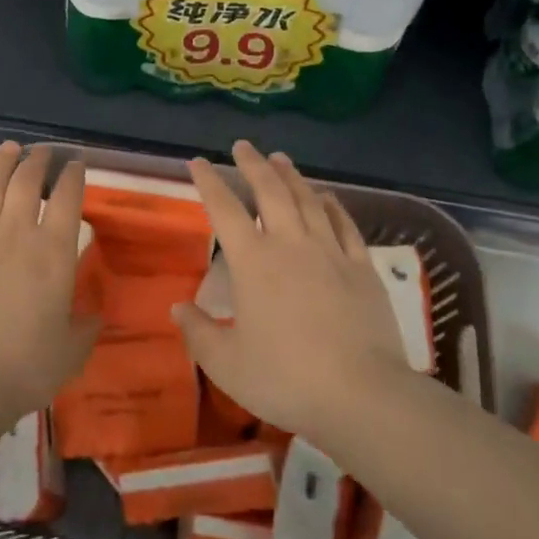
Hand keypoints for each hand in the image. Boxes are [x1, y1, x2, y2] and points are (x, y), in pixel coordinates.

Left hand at [0, 143, 100, 429]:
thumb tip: (94, 314)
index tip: (76, 164)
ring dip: (2, 164)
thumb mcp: (71, 351)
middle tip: (43, 151)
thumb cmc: (24, 367)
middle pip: (26, 183)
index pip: (67, 199)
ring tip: (10, 148)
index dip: (73, 176)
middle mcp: (15, 234)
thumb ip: (85, 327)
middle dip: (38, 161)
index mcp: (53, 253)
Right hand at [173, 141, 413, 440]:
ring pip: (308, 200)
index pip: (224, 210)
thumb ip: (198, 333)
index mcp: (253, 262)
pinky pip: (345, 225)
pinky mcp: (362, 268)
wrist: (361, 393)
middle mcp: (291, 244)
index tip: (198, 162)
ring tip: (280, 158)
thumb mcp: (226, 364)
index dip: (209, 183)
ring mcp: (331, 252)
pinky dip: (332, 206)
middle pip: (270, 192)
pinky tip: (327, 197)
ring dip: (291, 176)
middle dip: (253, 165)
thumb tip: (177, 308)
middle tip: (243, 145)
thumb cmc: (285, 378)